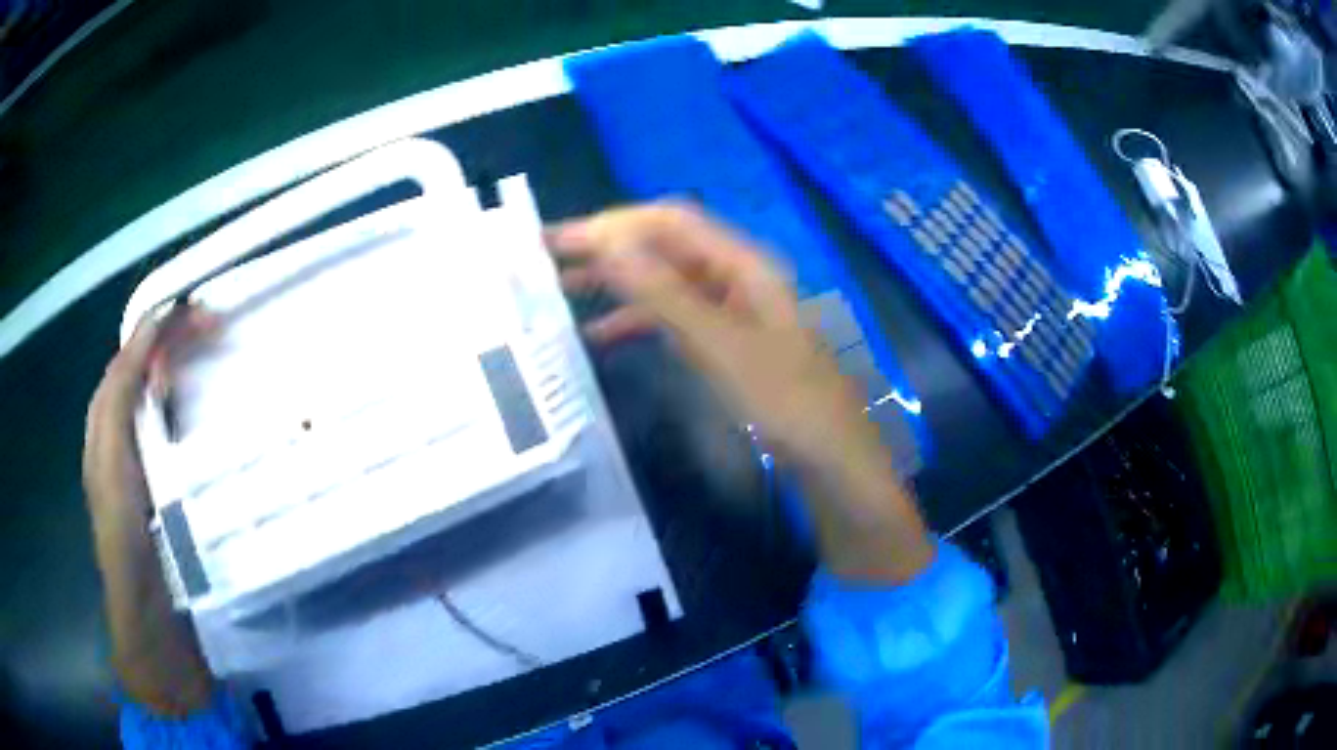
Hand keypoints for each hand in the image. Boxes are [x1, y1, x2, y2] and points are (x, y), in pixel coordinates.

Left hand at [83, 305, 216, 518]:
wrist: (142, 591)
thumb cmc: (124, 520)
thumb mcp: (113, 451)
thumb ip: (122, 389)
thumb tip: (148, 328)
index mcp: (105, 410)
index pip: (130, 351)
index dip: (159, 325)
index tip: (197, 312)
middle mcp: (117, 419)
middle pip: (143, 362)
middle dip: (173, 337)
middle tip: (214, 325)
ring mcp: (136, 445)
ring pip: (154, 385)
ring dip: (178, 360)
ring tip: (210, 348)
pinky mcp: (155, 468)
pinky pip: (164, 416)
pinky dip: (181, 394)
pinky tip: (197, 397)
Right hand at [548, 203, 932, 581]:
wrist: (832, 462)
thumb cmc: (786, 403)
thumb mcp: (720, 346)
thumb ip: (663, 295)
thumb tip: (608, 243)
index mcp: (744, 264)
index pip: (669, 222)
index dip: (614, 223)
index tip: (559, 240)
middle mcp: (738, 277)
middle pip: (665, 246)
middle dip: (608, 246)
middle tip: (547, 258)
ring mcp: (733, 310)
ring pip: (665, 281)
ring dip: (617, 282)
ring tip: (562, 291)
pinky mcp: (728, 343)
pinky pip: (674, 317)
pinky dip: (637, 320)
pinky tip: (601, 335)